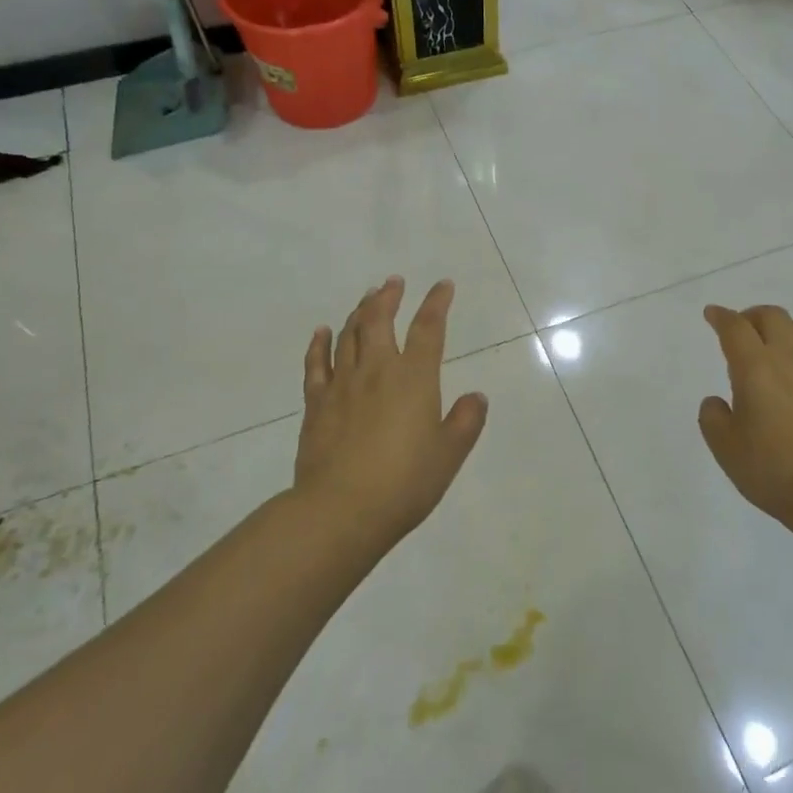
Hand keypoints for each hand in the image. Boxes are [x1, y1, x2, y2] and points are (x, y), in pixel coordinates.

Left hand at [295, 277, 488, 546]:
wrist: (341, 510)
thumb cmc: (405, 482)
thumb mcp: (450, 454)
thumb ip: (466, 421)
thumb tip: (476, 397)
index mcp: (414, 378)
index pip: (429, 329)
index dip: (437, 303)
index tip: (443, 286)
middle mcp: (377, 370)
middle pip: (380, 320)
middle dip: (389, 296)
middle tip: (394, 282)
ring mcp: (342, 385)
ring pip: (348, 335)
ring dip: (359, 312)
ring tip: (367, 299)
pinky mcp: (316, 404)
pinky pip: (316, 364)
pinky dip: (319, 344)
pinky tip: (322, 332)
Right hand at [698, 304, 792, 527]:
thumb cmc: (775, 471)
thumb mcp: (726, 449)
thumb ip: (713, 418)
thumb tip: (717, 401)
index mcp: (755, 368)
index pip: (735, 328)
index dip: (720, 317)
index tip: (712, 314)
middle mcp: (789, 358)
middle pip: (773, 316)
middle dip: (752, 316)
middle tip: (741, 332)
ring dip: (782, 329)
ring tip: (773, 348)